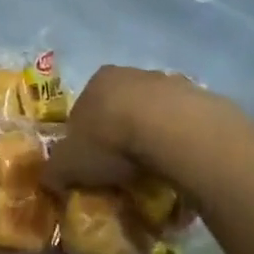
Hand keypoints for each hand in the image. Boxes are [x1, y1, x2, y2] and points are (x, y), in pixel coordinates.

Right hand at [45, 65, 250, 195]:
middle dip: (120, 136)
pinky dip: (180, 145)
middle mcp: (132, 74)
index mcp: (97, 80)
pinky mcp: (204, 100)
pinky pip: (185, 127)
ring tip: (153, 174)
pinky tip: (179, 167)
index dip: (84, 138)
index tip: (90, 165)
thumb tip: (49, 179)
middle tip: (121, 170)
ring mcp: (171, 83)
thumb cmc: (111, 141)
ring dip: (152, 139)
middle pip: (120, 109)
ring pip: (155, 116)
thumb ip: (55, 170)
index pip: (83, 109)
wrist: (173, 132)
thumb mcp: (69, 163)